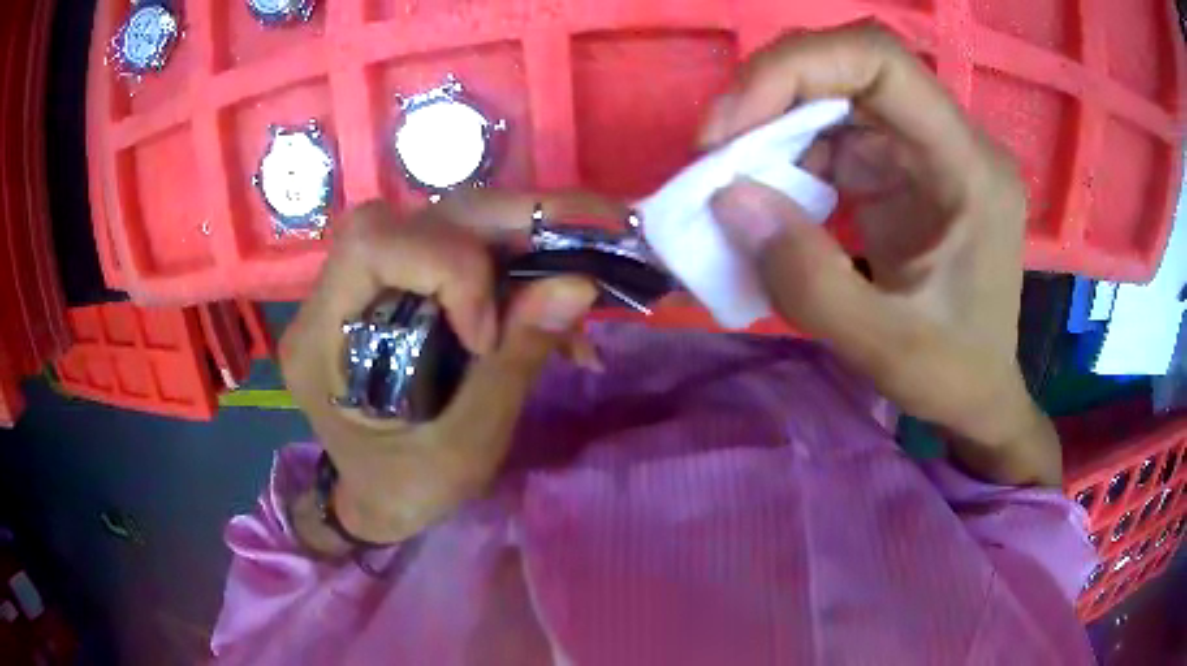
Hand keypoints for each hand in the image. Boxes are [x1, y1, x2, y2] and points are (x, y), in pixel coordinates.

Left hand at [281, 193, 603, 546]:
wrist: (380, 499)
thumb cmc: (408, 490)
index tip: (486, 336)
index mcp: (321, 340)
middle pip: (415, 219)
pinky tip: (547, 305)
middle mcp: (332, 296)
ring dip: (517, 237)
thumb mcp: (464, 448)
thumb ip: (513, 364)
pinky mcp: (393, 287)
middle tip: (582, 239)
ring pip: (441, 222)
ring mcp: (363, 286)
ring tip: (573, 268)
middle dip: (506, 224)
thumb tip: (577, 283)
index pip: (373, 246)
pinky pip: (454, 249)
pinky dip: (511, 265)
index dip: (449, 268)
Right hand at [702, 21, 1060, 485]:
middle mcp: (951, 142)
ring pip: (839, 98)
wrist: (979, 395)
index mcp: (968, 168)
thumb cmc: (953, 375)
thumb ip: (808, 280)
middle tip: (717, 148)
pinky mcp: (904, 170)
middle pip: (852, 68)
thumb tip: (729, 198)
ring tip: (734, 178)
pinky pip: (838, 136)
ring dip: (776, 127)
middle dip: (774, 94)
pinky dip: (792, 156)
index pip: (881, 62)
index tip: (733, 125)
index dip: (798, 68)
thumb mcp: (883, 348)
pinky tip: (771, 196)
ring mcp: (927, 152)